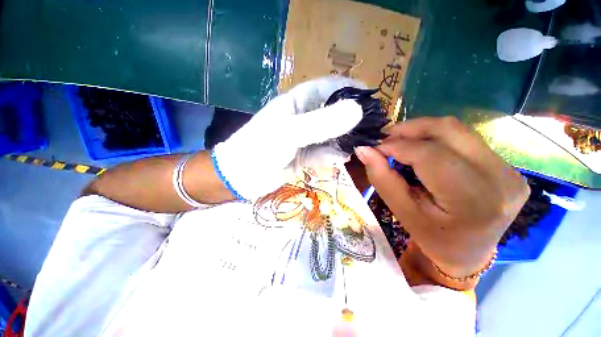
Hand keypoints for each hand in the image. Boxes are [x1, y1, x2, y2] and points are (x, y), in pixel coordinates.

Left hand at [214, 76, 365, 199]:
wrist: (243, 176)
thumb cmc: (260, 148)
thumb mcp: (290, 132)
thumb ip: (322, 123)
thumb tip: (357, 110)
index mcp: (297, 103)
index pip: (327, 88)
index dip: (348, 89)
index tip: (369, 96)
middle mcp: (302, 118)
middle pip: (332, 112)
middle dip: (351, 118)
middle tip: (371, 126)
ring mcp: (304, 138)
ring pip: (330, 135)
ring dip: (344, 139)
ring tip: (359, 145)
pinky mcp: (303, 155)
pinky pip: (323, 152)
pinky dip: (332, 155)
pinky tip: (341, 158)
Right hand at [355, 117, 529, 279]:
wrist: (469, 252)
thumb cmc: (432, 237)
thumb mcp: (402, 211)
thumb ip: (382, 178)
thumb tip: (364, 150)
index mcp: (473, 201)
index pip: (430, 155)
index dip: (396, 146)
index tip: (374, 147)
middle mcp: (500, 179)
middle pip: (449, 130)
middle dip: (409, 129)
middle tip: (385, 138)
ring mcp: (510, 170)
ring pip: (457, 130)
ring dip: (422, 130)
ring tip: (399, 141)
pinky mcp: (508, 166)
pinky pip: (465, 138)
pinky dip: (436, 138)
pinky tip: (421, 148)